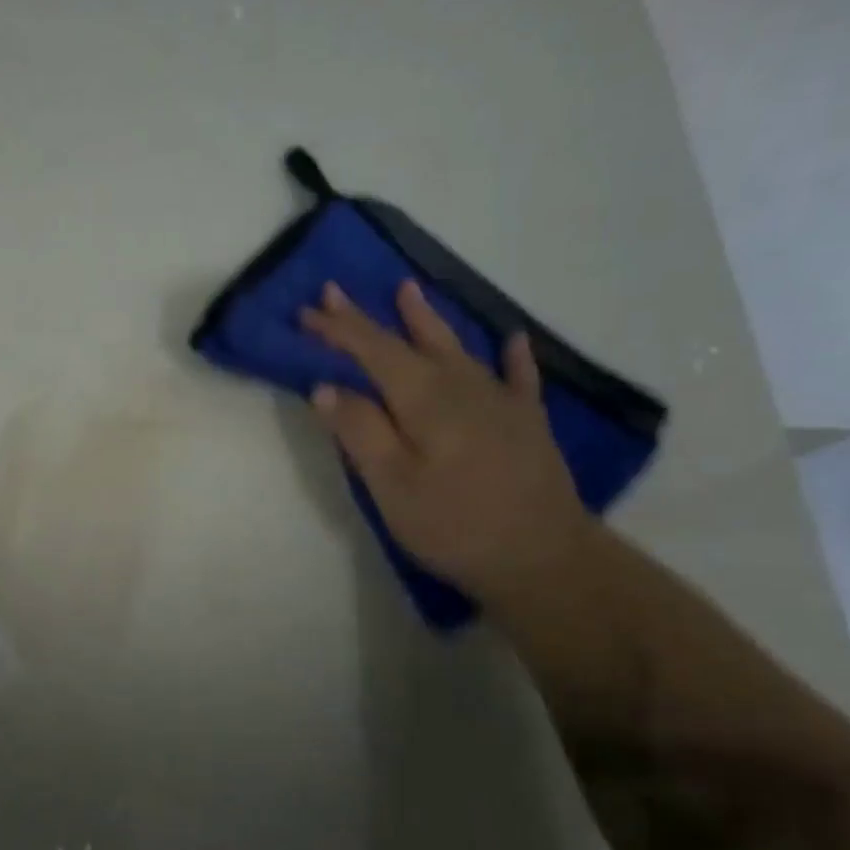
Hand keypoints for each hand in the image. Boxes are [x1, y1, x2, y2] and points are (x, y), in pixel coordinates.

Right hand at [300, 278, 595, 608]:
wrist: (543, 558)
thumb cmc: (453, 524)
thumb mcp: (391, 485)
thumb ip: (360, 431)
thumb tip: (326, 387)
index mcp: (423, 399)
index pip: (372, 351)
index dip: (338, 330)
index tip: (306, 311)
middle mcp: (461, 386)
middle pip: (407, 342)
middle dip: (368, 317)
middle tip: (336, 291)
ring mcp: (499, 401)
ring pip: (456, 348)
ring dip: (427, 319)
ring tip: (408, 291)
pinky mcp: (525, 423)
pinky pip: (518, 376)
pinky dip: (511, 355)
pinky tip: (512, 339)